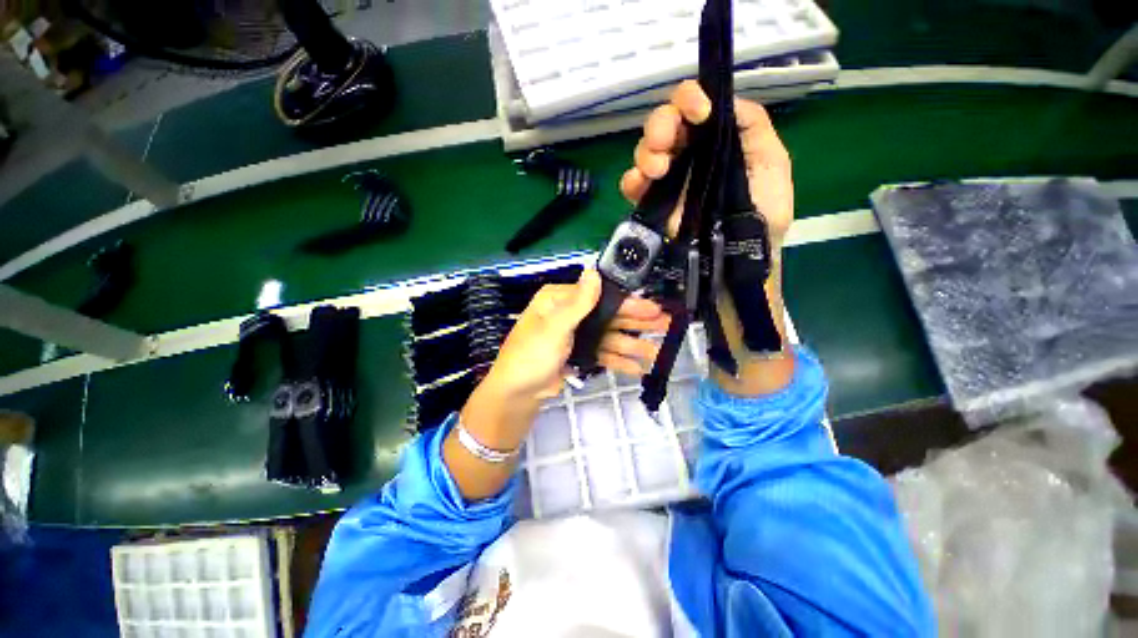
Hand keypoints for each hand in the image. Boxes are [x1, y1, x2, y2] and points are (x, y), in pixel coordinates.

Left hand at [485, 269, 670, 402]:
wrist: (517, 393)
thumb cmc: (531, 355)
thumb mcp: (554, 328)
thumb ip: (578, 303)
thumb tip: (594, 271)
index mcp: (560, 300)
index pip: (599, 296)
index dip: (627, 303)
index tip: (652, 307)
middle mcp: (570, 314)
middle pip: (609, 316)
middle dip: (637, 322)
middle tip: (666, 324)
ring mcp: (577, 336)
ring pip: (609, 337)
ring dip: (632, 344)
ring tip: (657, 352)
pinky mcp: (579, 355)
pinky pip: (603, 354)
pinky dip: (619, 361)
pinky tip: (638, 368)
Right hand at [620, 81, 795, 395]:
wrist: (739, 263)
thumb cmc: (762, 218)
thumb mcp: (772, 166)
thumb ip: (754, 129)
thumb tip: (725, 102)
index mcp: (715, 143)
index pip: (694, 108)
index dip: (689, 99)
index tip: (697, 113)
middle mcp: (688, 158)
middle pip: (662, 125)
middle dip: (660, 125)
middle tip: (667, 143)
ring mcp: (667, 183)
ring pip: (643, 153)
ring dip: (645, 153)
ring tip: (658, 169)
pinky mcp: (652, 207)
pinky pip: (632, 186)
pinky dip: (631, 181)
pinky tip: (641, 186)